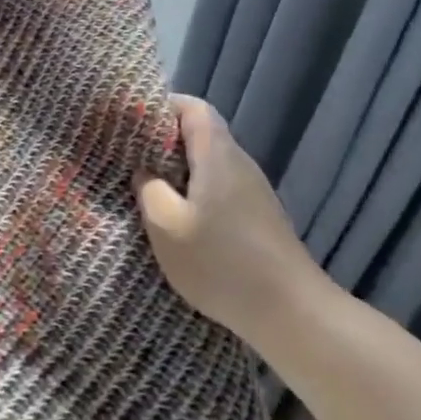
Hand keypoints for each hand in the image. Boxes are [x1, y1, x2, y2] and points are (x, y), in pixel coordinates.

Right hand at [135, 95, 326, 342]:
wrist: (292, 314)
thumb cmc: (221, 263)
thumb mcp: (166, 225)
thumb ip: (148, 189)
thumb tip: (144, 171)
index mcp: (217, 156)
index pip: (193, 107)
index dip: (162, 105)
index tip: (131, 120)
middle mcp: (240, 165)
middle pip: (201, 134)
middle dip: (163, 139)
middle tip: (128, 155)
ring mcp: (253, 192)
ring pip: (209, 164)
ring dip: (178, 169)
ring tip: (146, 186)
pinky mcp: (258, 217)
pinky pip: (219, 188)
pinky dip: (194, 191)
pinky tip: (178, 217)